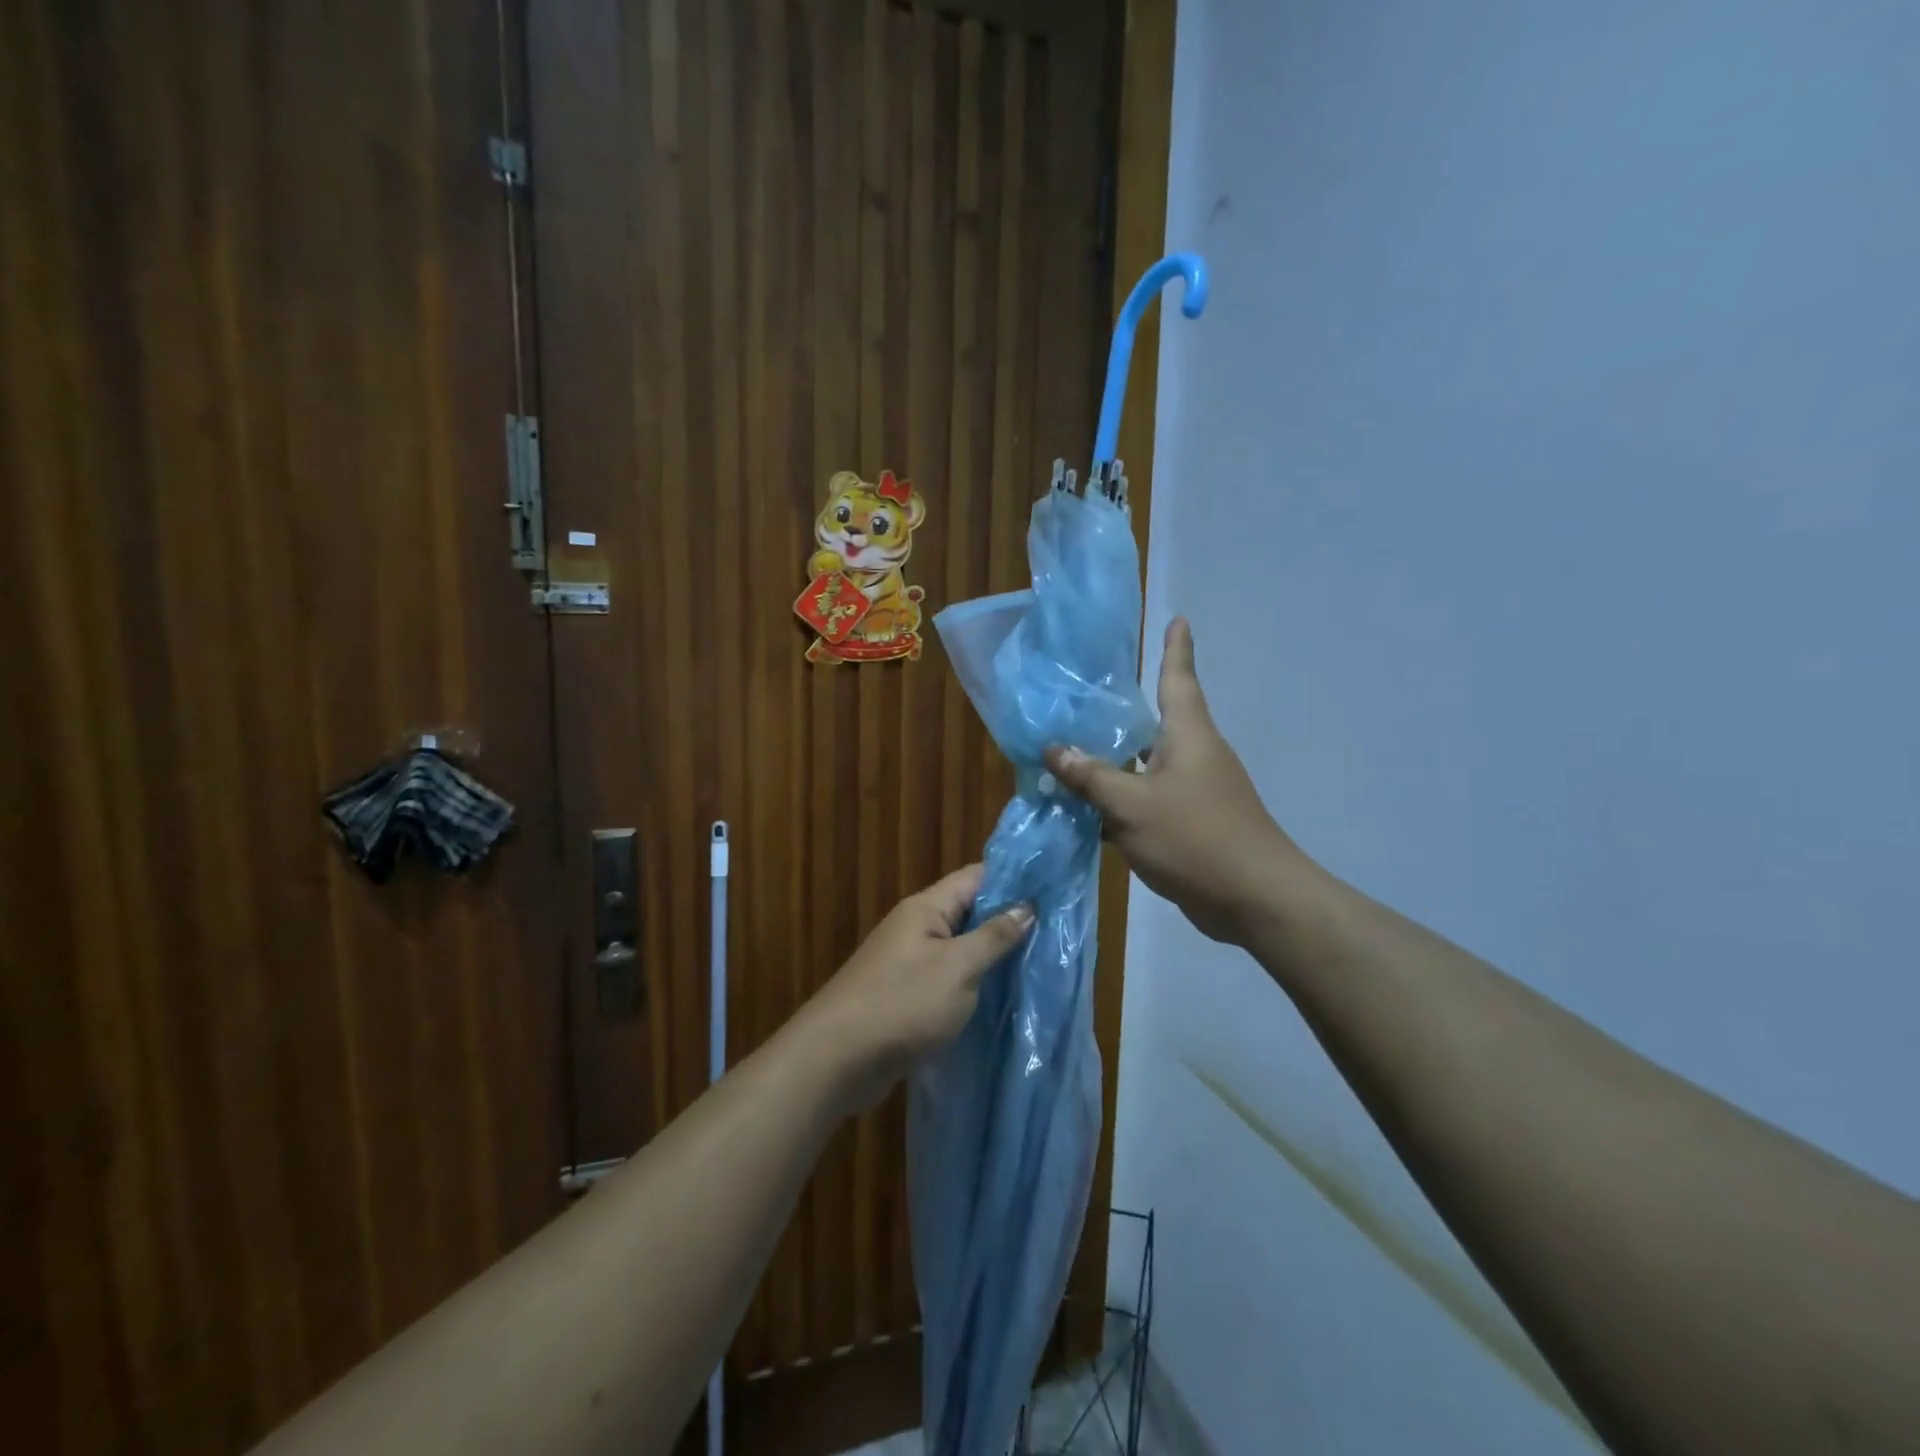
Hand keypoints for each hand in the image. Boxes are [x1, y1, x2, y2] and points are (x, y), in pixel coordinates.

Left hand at [806, 865, 1032, 1103]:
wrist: (836, 1059)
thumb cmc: (902, 1004)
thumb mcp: (958, 968)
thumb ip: (994, 937)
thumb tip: (1027, 906)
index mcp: (926, 909)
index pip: (976, 877)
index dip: (1013, 879)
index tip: (1052, 889)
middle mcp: (915, 928)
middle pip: (969, 912)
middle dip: (1007, 920)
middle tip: (1055, 931)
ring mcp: (907, 962)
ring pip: (959, 948)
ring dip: (991, 956)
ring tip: (1037, 963)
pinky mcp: (904, 995)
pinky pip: (947, 979)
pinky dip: (972, 984)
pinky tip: (999, 998)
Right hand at [1047, 618, 1299, 944]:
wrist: (1253, 899)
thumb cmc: (1195, 836)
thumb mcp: (1131, 804)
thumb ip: (1090, 776)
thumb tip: (1053, 750)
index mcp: (1188, 735)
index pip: (1179, 678)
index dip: (1176, 648)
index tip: (1178, 619)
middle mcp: (1194, 755)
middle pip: (1155, 722)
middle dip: (1123, 710)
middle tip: (1084, 695)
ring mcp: (1195, 791)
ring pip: (1146, 765)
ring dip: (1115, 760)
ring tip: (1071, 751)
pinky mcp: (1191, 823)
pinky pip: (1148, 799)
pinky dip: (1120, 800)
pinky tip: (1088, 810)